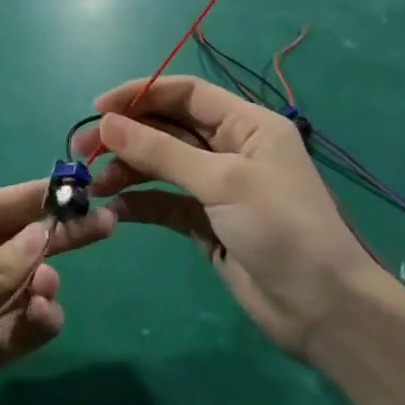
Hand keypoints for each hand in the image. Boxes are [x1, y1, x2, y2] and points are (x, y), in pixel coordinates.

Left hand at [0, 182, 112, 404]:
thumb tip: (43, 235)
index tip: (76, 188)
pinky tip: (43, 321)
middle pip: (12, 246)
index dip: (32, 198)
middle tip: (105, 224)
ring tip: (44, 294)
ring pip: (19, 288)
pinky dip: (36, 324)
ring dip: (39, 286)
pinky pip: (17, 330)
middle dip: (53, 237)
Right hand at [80, 75, 389, 358]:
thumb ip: (161, 152)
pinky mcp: (206, 222)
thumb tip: (106, 123)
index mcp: (246, 124)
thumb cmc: (281, 229)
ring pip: (160, 165)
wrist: (323, 311)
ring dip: (126, 170)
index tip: (97, 109)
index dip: (140, 94)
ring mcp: (217, 186)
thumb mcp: (222, 182)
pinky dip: (138, 202)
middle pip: (166, 128)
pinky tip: (113, 209)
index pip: (184, 93)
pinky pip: (163, 201)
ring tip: (92, 186)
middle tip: (81, 151)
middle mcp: (230, 148)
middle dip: (125, 136)